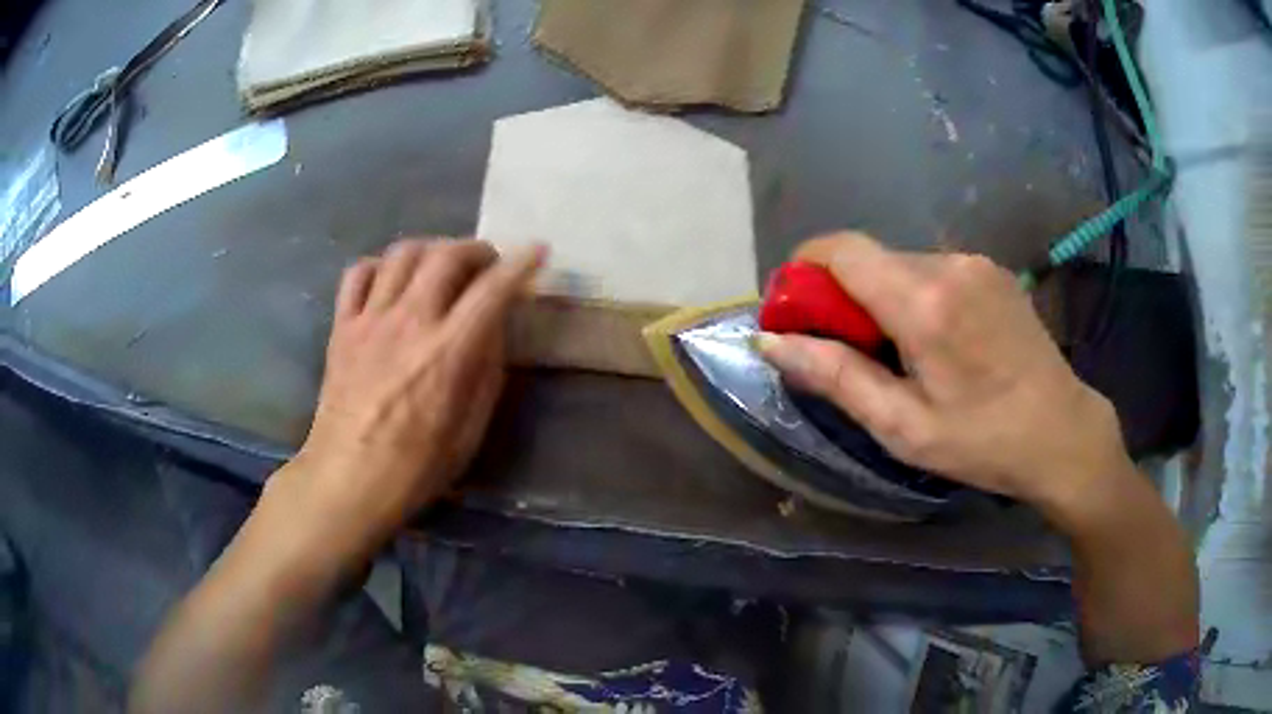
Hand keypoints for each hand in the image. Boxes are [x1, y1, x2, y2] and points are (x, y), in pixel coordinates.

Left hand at [283, 238, 543, 550]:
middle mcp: (409, 322)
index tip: (536, 251)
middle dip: (475, 249)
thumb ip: (486, 373)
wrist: (347, 480)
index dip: (520, 264)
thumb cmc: (415, 468)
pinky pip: (358, 273)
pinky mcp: (342, 327)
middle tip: (486, 263)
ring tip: (440, 266)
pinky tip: (390, 282)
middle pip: (445, 255)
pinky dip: (380, 266)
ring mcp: (370, 320)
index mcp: (448, 353)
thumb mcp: (469, 431)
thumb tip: (493, 329)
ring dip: (430, 249)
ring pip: (402, 253)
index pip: (492, 290)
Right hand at [756, 233, 1133, 517]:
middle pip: (870, 258)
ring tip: (898, 354)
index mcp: (924, 302)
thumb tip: (770, 340)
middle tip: (846, 351)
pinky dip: (915, 295)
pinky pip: (934, 270)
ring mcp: (976, 262)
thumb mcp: (902, 426)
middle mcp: (949, 264)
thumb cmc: (983, 441)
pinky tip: (936, 342)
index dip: (804, 270)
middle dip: (842, 295)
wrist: (1063, 432)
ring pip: (901, 264)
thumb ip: (835, 376)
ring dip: (881, 297)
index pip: (841, 250)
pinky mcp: (993, 271)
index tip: (794, 312)